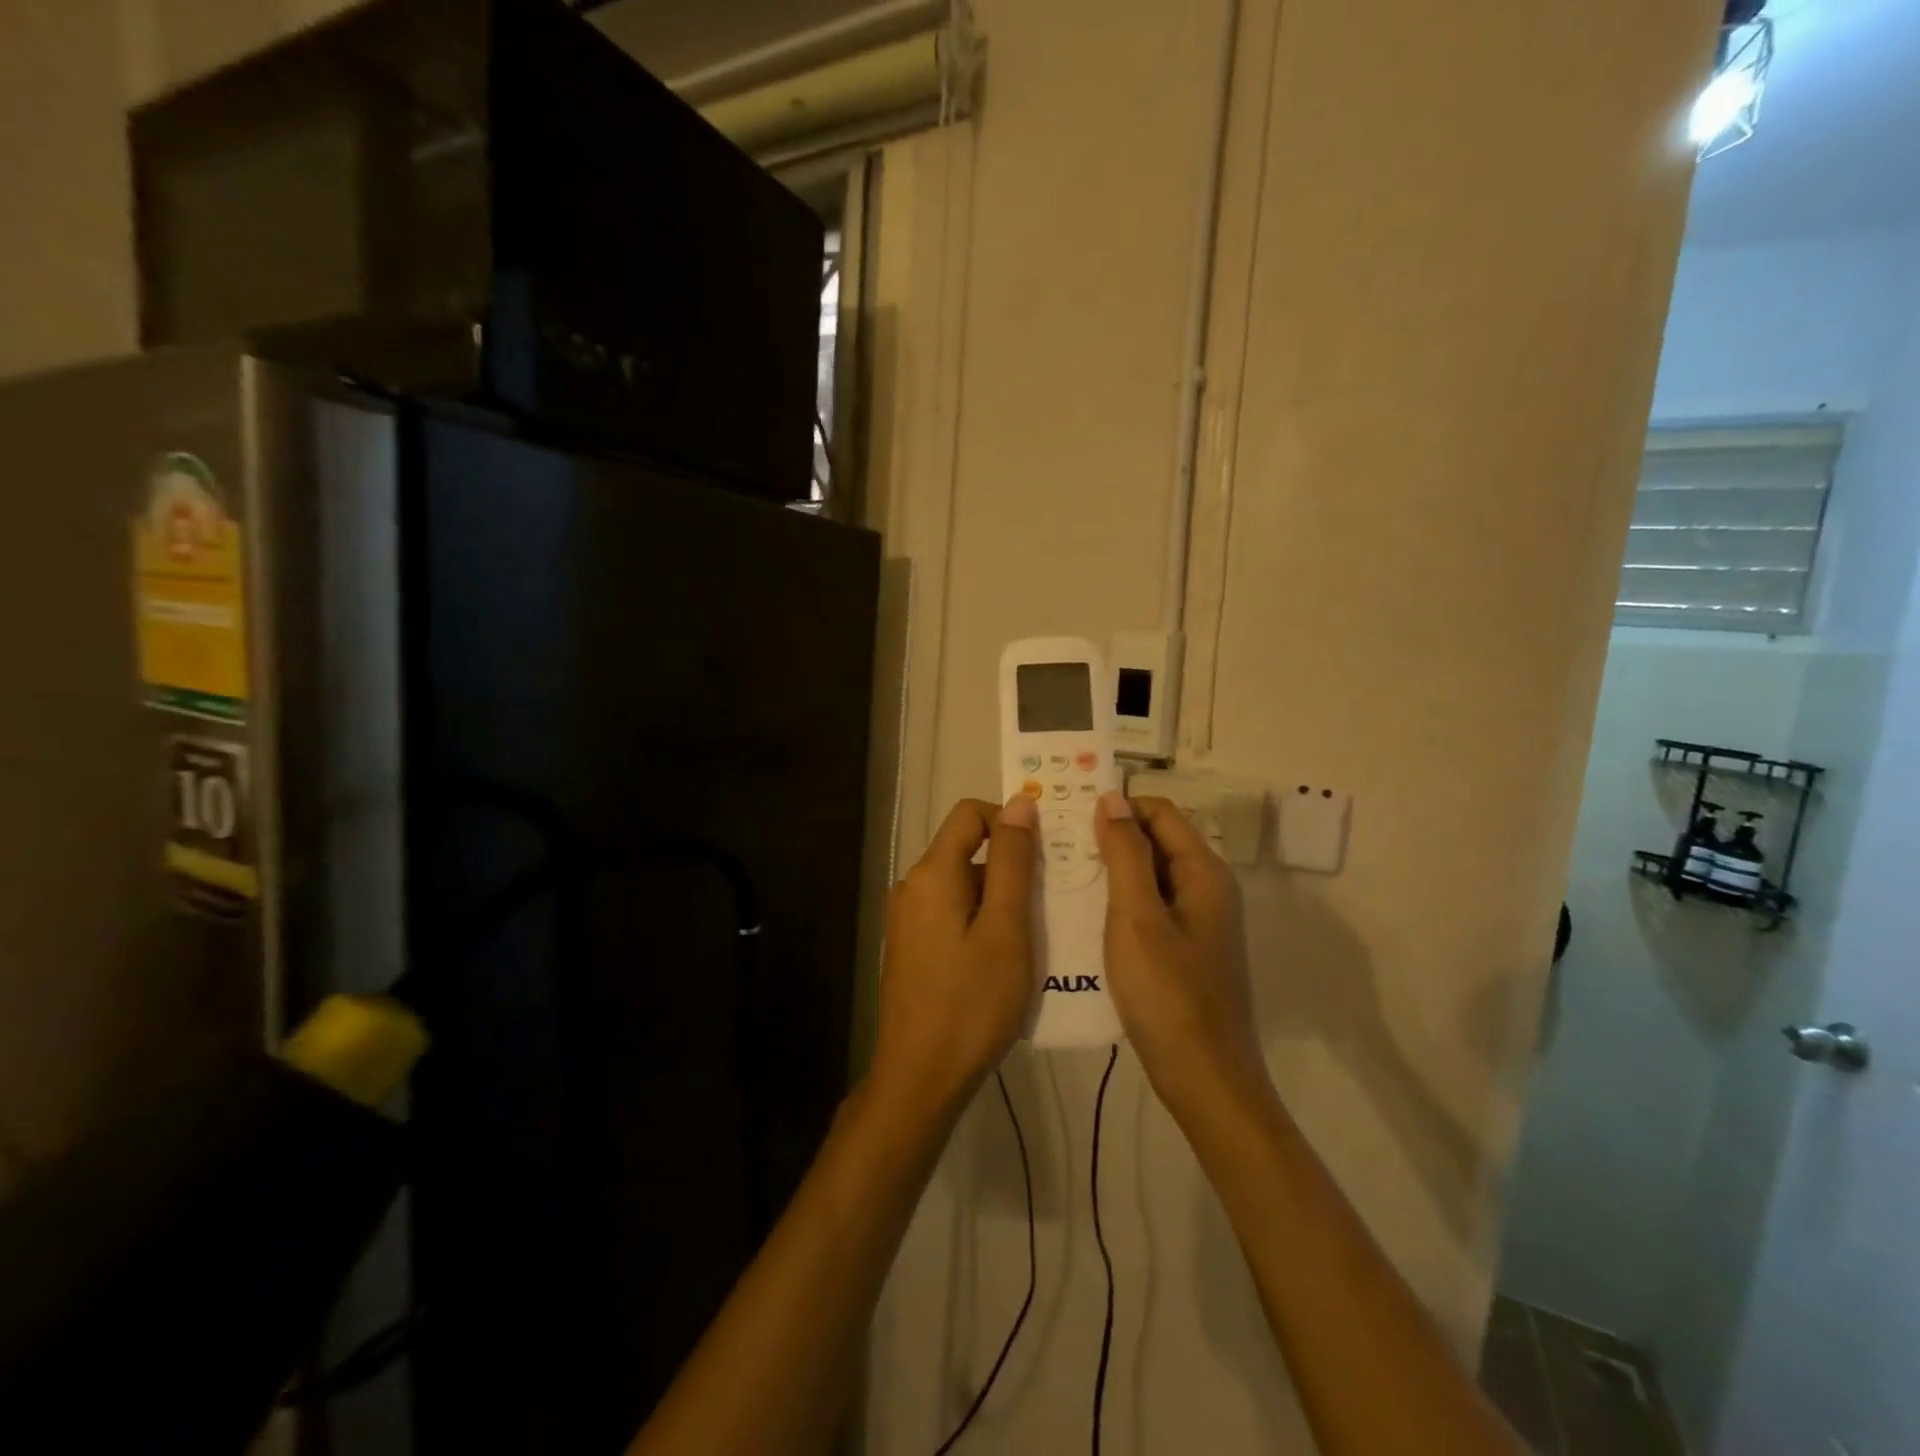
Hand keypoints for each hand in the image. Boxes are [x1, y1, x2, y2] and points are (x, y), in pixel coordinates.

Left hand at [870, 796, 1037, 1110]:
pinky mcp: (912, 945)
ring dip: (1000, 897)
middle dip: (1010, 865)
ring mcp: (908, 918)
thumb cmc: (971, 1002)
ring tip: (1037, 932)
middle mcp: (913, 886)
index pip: (970, 814)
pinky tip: (1007, 956)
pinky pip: (952, 912)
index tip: (1045, 852)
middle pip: (966, 850)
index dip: (1009, 820)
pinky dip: (982, 919)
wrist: (920, 1077)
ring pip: (963, 885)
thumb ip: (1012, 862)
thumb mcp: (1005, 928)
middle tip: (1051, 899)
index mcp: (932, 873)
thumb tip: (1019, 803)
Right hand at [1094, 793, 1265, 1108]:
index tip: (1069, 819)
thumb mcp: (1137, 917)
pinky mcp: (1187, 948)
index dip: (1117, 808)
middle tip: (1057, 848)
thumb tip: (1112, 797)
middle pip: (1156, 841)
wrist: (1205, 1079)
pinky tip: (1086, 916)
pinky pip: (1151, 906)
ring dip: (1111, 871)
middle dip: (1110, 838)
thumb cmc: (1168, 994)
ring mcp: (1199, 920)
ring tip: (1063, 877)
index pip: (1159, 812)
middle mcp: (1207, 888)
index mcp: (1203, 872)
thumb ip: (1126, 854)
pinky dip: (1120, 901)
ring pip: (1150, 875)